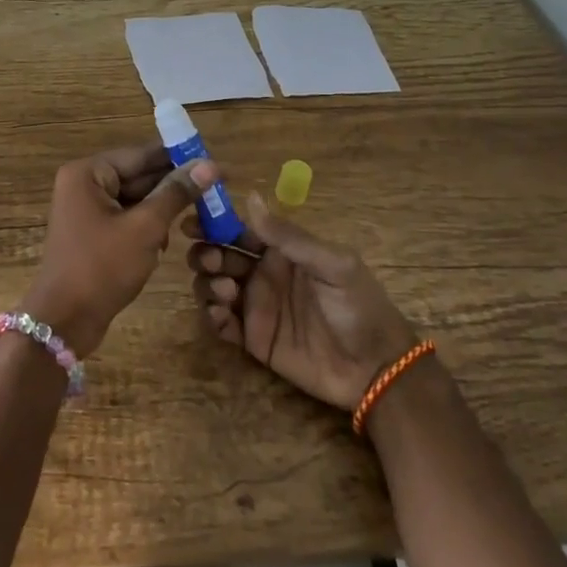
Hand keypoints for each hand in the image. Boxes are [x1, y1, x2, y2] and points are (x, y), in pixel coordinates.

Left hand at [24, 144, 215, 355]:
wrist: (65, 321)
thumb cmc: (102, 267)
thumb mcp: (145, 228)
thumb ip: (176, 194)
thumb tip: (209, 165)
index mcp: (88, 173)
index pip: (141, 155)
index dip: (178, 158)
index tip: (213, 162)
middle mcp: (83, 184)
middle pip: (138, 176)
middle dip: (172, 187)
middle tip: (215, 191)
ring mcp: (86, 210)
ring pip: (135, 199)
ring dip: (162, 210)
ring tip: (197, 217)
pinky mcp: (92, 233)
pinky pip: (127, 219)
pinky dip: (147, 227)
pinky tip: (165, 243)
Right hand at [187, 194, 418, 411]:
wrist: (374, 369)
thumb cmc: (358, 307)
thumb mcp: (332, 264)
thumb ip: (289, 236)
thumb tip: (251, 197)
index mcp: (281, 252)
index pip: (239, 230)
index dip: (214, 224)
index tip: (191, 223)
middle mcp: (263, 274)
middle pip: (219, 256)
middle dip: (206, 254)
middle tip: (211, 262)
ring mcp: (256, 307)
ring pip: (213, 286)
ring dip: (208, 284)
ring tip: (228, 293)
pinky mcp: (252, 339)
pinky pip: (220, 324)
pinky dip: (212, 317)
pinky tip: (222, 317)